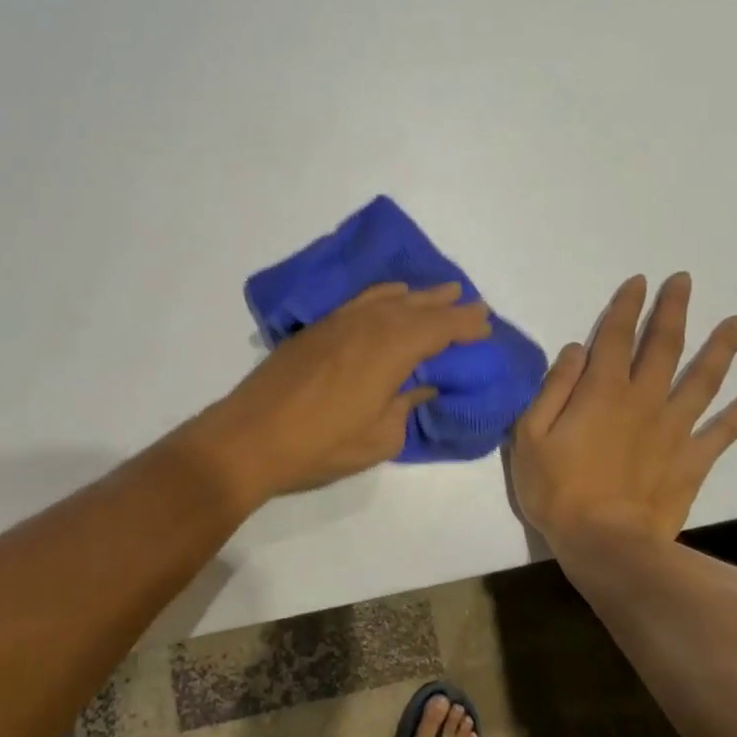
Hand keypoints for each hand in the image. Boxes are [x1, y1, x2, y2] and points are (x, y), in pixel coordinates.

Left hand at [192, 282, 492, 505]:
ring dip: (418, 296)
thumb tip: (422, 387)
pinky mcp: (317, 328)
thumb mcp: (379, 438)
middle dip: (447, 305)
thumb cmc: (320, 444)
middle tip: (473, 303)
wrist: (250, 436)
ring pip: (388, 299)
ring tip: (441, 291)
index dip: (465, 325)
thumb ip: (406, 407)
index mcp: (391, 350)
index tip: (485, 324)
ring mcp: (339, 322)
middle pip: (416, 307)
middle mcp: (368, 325)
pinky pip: (361, 301)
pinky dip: (382, 295)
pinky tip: (390, 296)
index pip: (439, 328)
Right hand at [509, 272, 736, 568]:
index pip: (614, 337)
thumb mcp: (531, 435)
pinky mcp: (693, 461)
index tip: (640, 282)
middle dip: (673, 311)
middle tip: (685, 281)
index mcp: (602, 391)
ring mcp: (674, 429)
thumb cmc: (558, 490)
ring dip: (720, 349)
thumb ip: (554, 388)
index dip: (626, 307)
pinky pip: (723, 430)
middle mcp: (644, 400)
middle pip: (663, 347)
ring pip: (702, 380)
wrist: (607, 544)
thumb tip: (575, 350)